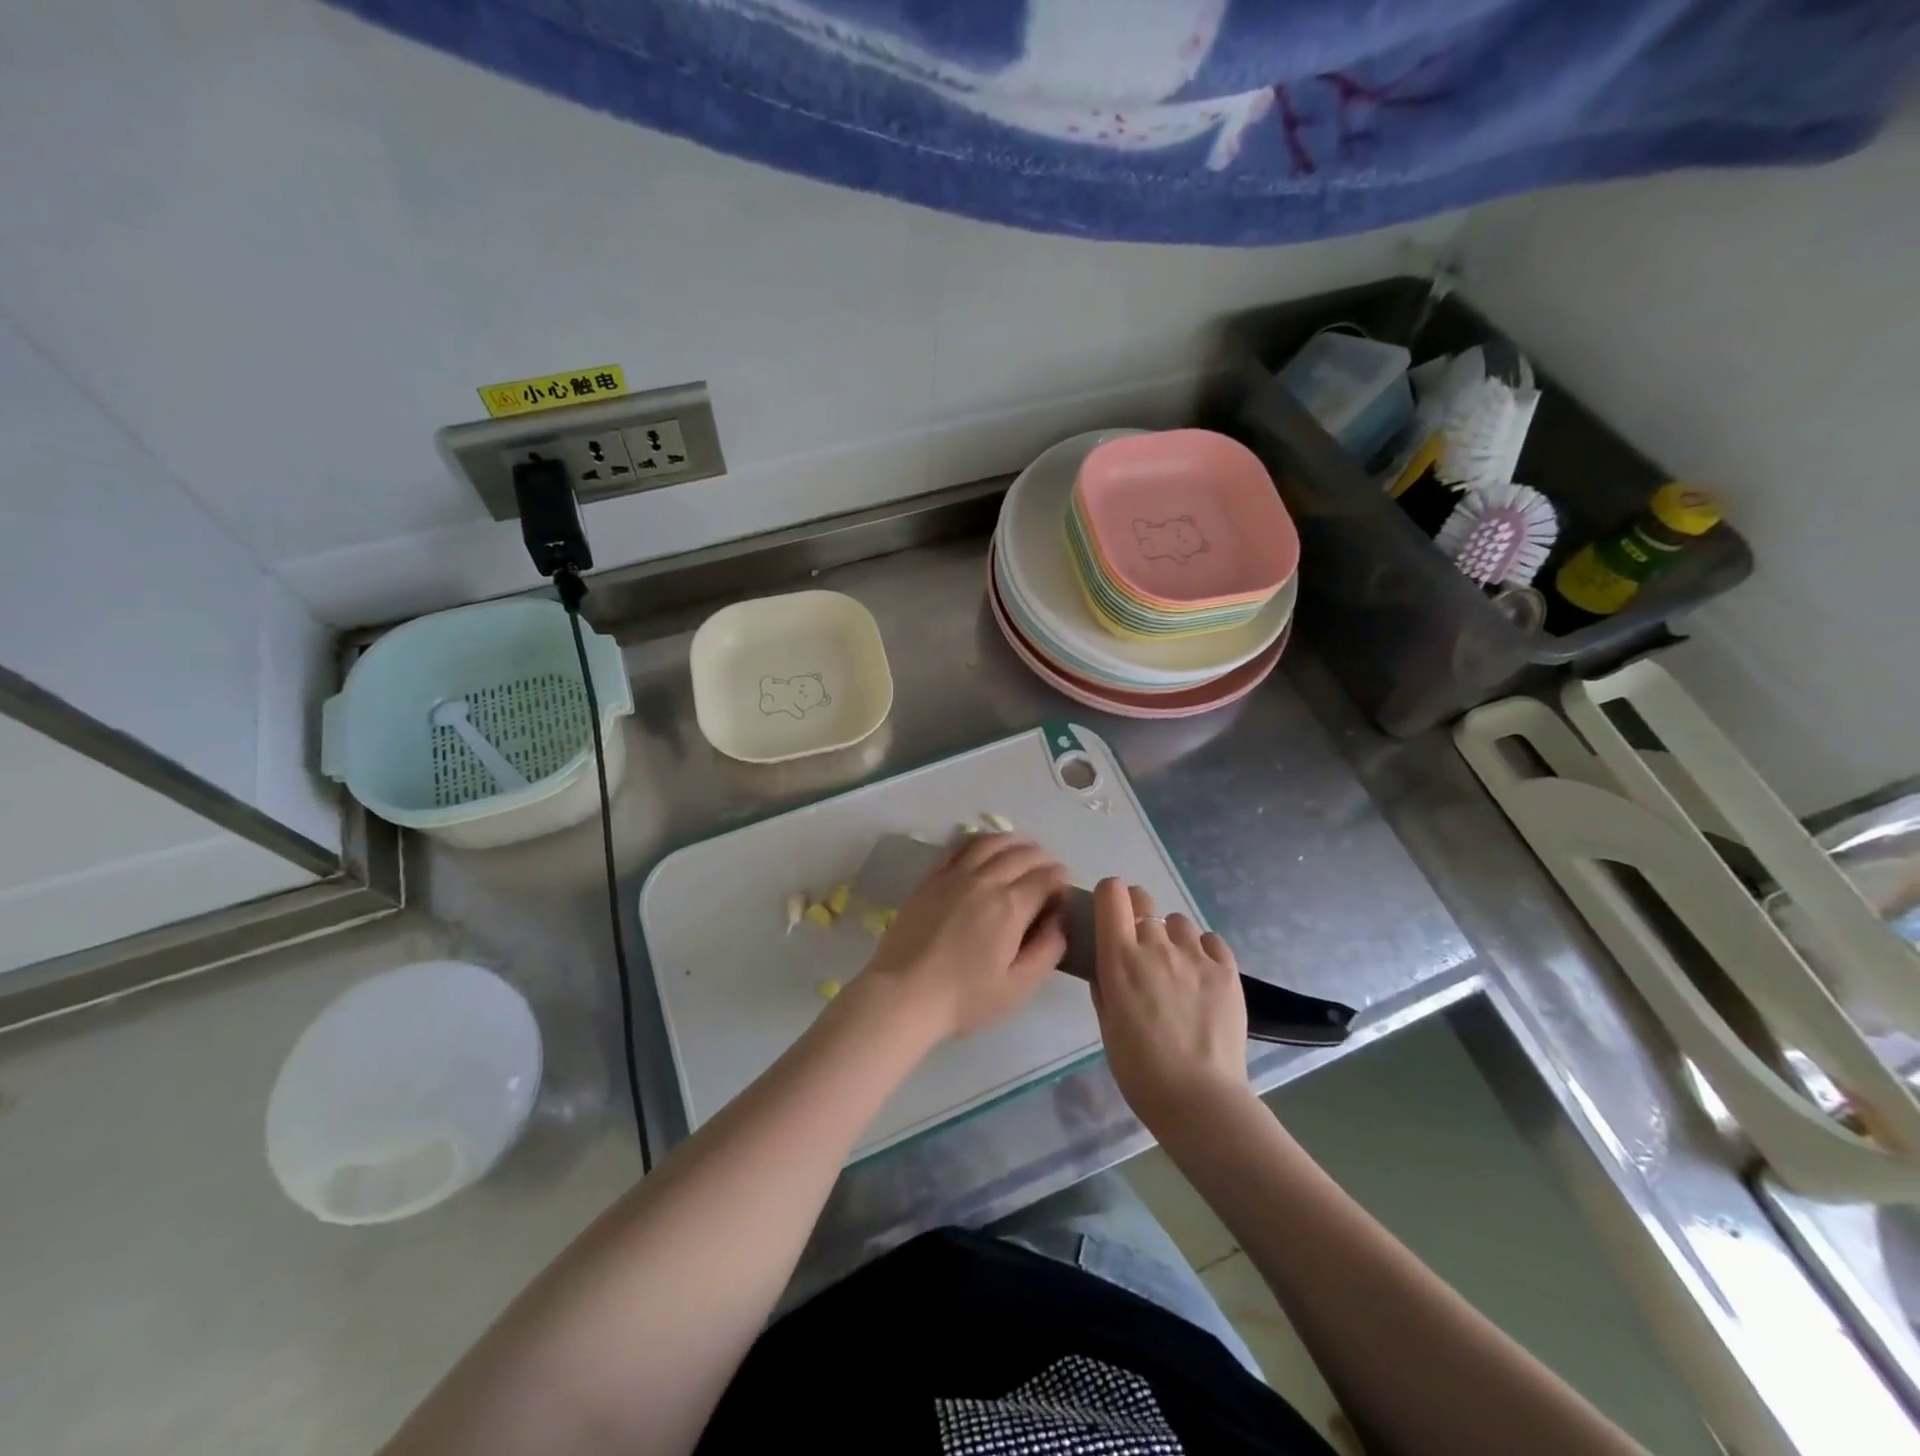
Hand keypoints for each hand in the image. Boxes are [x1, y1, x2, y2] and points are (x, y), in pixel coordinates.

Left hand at [860, 834, 1069, 1038]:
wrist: (903, 994)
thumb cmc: (964, 998)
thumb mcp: (1018, 986)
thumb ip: (1048, 950)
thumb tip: (1060, 919)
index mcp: (1010, 906)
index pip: (1046, 877)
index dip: (1062, 879)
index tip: (1065, 890)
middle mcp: (984, 880)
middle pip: (1022, 854)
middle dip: (1043, 858)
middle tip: (1050, 870)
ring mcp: (953, 875)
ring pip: (990, 842)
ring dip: (1014, 841)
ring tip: (1024, 849)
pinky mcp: (930, 878)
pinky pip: (958, 846)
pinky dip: (979, 840)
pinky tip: (985, 848)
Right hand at [1090, 879, 1252, 1134]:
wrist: (1199, 1098)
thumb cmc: (1139, 1069)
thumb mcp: (1107, 1025)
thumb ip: (1105, 986)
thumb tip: (1107, 966)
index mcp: (1119, 957)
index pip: (1112, 894)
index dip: (1109, 896)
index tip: (1110, 913)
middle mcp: (1155, 945)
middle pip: (1144, 900)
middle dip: (1137, 912)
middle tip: (1141, 944)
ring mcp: (1195, 955)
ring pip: (1178, 921)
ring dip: (1172, 936)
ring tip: (1177, 968)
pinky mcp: (1226, 970)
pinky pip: (1211, 941)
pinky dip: (1203, 951)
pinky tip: (1202, 976)